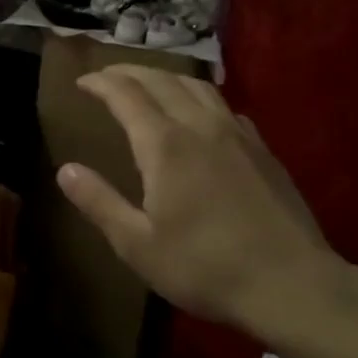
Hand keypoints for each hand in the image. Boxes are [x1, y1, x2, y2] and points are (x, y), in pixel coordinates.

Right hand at [55, 65, 347, 340]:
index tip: (82, 82)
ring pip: (197, 86)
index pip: (126, 95)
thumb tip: (65, 169)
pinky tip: (199, 114)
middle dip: (130, 72)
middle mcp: (200, 126)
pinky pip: (224, 106)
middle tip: (107, 75)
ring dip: (166, 77)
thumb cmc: (205, 267)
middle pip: (161, 80)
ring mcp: (237, 135)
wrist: (292, 286)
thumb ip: (99, 202)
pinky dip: (198, 96)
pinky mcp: (262, 150)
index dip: (101, 83)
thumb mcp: (137, 244)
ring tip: (148, 83)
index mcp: (164, 145)